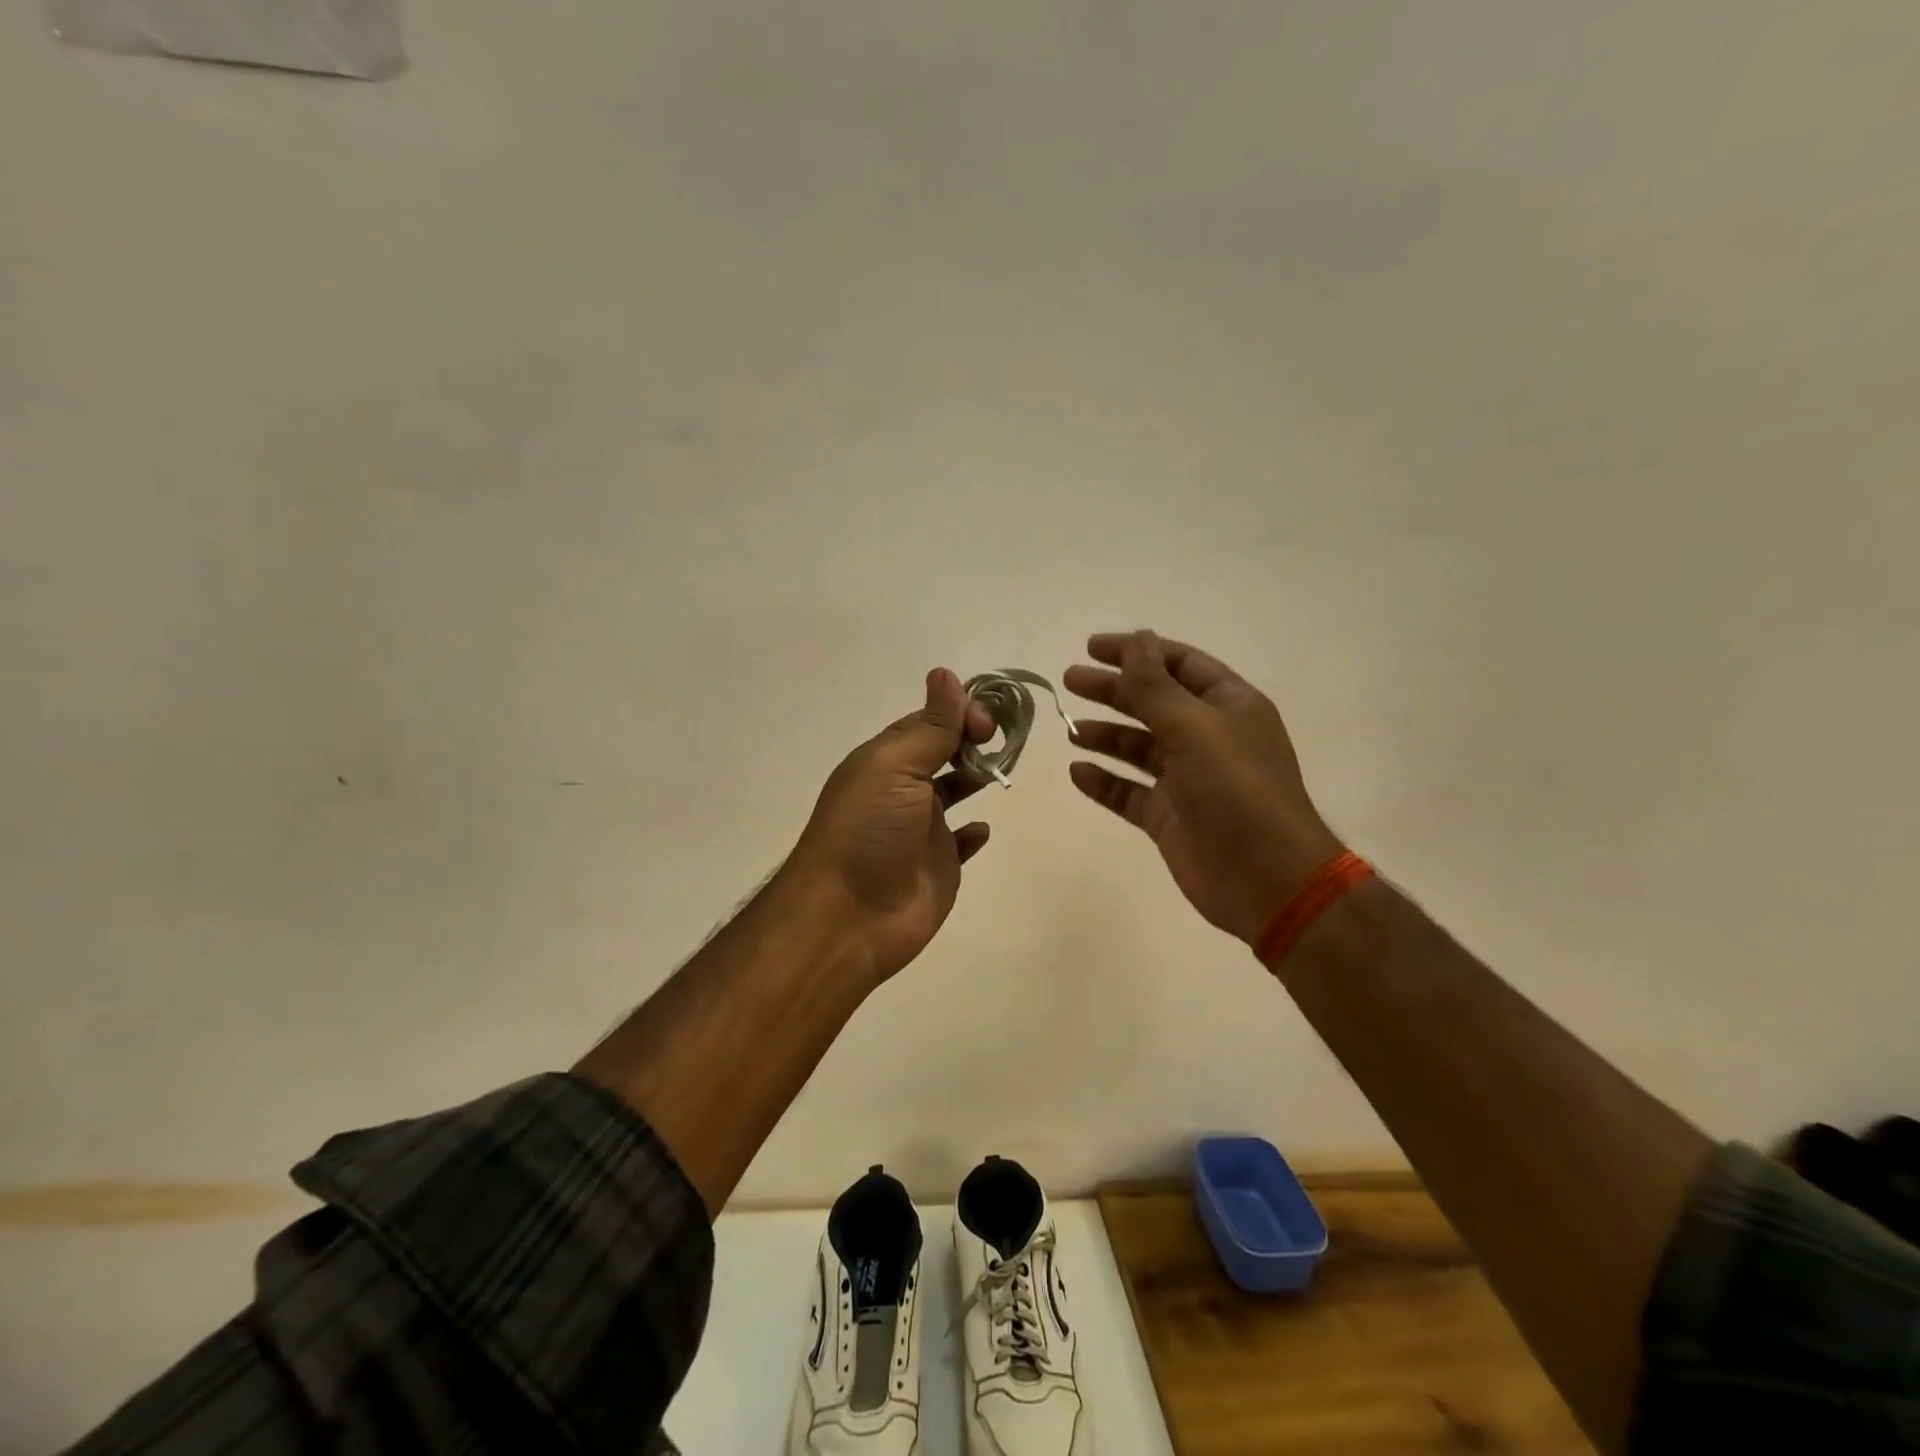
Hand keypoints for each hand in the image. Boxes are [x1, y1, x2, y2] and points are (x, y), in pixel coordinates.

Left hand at [783, 668, 996, 984]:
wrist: (849, 918)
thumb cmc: (868, 831)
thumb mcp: (895, 767)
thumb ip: (930, 726)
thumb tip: (946, 674)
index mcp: (887, 760)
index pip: (930, 721)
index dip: (962, 712)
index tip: (988, 723)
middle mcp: (904, 789)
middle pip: (945, 751)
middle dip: (974, 739)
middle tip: (1004, 741)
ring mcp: (922, 829)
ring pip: (956, 791)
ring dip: (978, 775)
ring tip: (1004, 769)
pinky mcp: (938, 866)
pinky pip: (962, 842)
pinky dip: (975, 832)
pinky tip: (984, 828)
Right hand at [1065, 630, 1344, 944]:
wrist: (1266, 879)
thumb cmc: (1236, 790)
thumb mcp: (1194, 727)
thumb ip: (1156, 685)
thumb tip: (1137, 638)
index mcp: (1229, 707)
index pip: (1180, 664)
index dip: (1138, 652)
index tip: (1093, 648)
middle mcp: (1209, 738)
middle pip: (1153, 703)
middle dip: (1113, 690)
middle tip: (1070, 681)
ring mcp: (1188, 780)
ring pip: (1139, 748)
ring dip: (1106, 736)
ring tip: (1071, 731)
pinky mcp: (1170, 817)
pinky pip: (1130, 793)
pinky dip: (1105, 782)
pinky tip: (1079, 773)